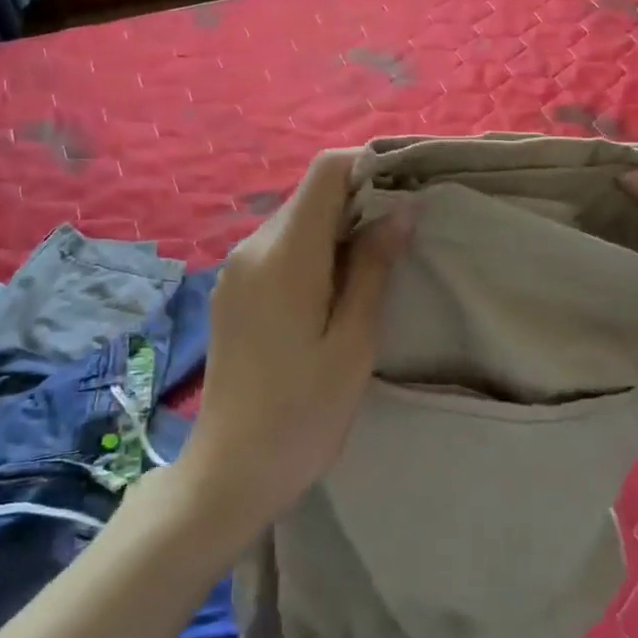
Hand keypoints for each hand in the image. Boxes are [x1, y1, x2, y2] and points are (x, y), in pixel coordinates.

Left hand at [179, 149, 410, 531]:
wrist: (230, 472)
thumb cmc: (304, 413)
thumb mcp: (353, 342)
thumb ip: (374, 267)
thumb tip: (402, 208)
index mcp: (285, 255)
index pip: (325, 172)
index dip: (368, 165)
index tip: (407, 189)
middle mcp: (253, 248)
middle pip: (311, 195)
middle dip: (359, 201)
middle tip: (403, 236)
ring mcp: (236, 271)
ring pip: (296, 222)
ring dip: (338, 229)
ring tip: (376, 267)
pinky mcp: (232, 292)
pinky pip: (279, 250)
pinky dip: (314, 252)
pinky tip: (335, 292)